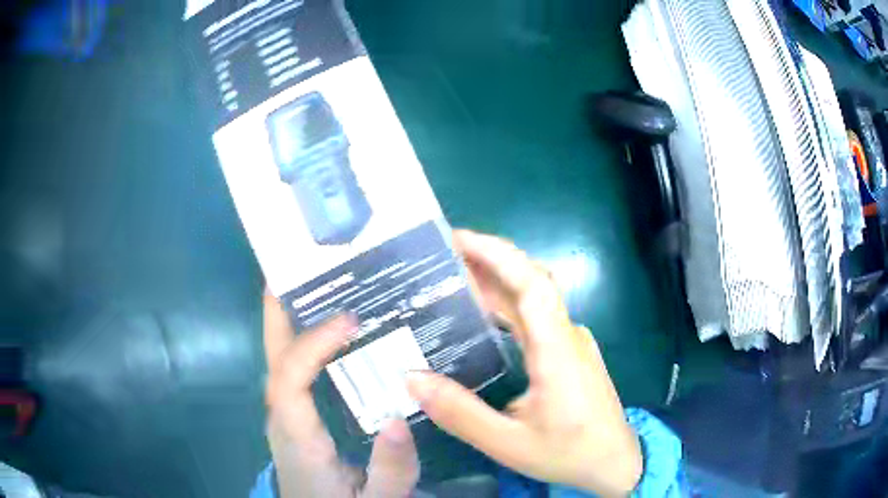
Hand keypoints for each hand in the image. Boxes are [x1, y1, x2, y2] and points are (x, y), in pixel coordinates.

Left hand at [263, 294, 418, 497]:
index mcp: (297, 437)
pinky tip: (333, 337)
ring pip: (280, 362)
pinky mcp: (296, 419)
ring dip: (293, 323)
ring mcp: (285, 417)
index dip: (312, 344)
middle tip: (297, 271)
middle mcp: (282, 418)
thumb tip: (398, 417)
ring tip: (320, 290)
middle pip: (272, 359)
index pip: (289, 379)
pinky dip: (306, 345)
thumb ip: (390, 469)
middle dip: (278, 313)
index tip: (350, 319)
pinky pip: (295, 373)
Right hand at [406, 230, 642, 496]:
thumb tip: (411, 378)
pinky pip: (535, 319)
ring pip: (531, 301)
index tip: (457, 239)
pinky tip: (480, 319)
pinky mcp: (569, 353)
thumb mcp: (509, 443)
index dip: (496, 254)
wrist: (614, 462)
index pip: (531, 283)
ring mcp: (571, 342)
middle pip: (529, 283)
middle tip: (439, 259)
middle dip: (486, 262)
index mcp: (557, 349)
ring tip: (450, 281)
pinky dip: (505, 308)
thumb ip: (461, 414)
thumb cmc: (568, 452)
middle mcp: (566, 335)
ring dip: (494, 284)